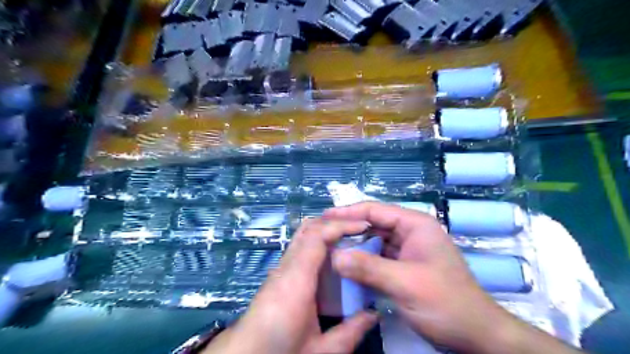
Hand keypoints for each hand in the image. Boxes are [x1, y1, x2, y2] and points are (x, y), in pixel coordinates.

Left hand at [205, 218, 375, 353]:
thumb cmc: (279, 352)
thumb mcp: (320, 350)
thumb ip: (350, 332)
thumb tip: (374, 315)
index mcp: (297, 280)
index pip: (317, 236)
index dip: (341, 226)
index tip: (363, 226)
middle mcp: (286, 267)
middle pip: (308, 229)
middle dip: (334, 222)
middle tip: (358, 228)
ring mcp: (280, 268)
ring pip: (303, 236)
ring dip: (326, 231)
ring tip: (349, 238)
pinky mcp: (279, 274)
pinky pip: (300, 248)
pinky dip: (319, 243)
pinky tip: (332, 257)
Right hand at [324, 203, 511, 352]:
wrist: (474, 334)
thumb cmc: (445, 302)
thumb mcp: (405, 283)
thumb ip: (368, 268)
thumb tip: (334, 256)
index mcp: (415, 225)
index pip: (375, 210)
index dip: (348, 212)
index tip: (324, 217)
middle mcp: (410, 232)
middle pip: (373, 224)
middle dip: (349, 230)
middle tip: (323, 236)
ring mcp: (407, 250)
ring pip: (374, 242)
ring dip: (354, 247)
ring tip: (329, 250)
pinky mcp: (403, 266)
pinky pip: (378, 258)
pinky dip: (363, 261)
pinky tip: (346, 267)